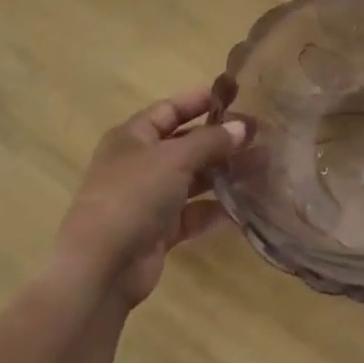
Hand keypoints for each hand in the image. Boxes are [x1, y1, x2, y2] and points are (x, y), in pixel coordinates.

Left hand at [52, 87, 246, 312]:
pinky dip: (216, 209)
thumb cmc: (133, 196)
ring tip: (262, 166)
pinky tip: (246, 205)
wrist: (101, 267)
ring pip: (193, 179)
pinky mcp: (159, 231)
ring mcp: (148, 199)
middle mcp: (139, 165)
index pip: (170, 109)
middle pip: (185, 144)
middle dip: (220, 139)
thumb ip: (211, 140)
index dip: (200, 100)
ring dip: (223, 173)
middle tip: (258, 134)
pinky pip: (193, 213)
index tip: (237, 95)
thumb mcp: (175, 158)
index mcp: (132, 138)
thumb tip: (243, 127)